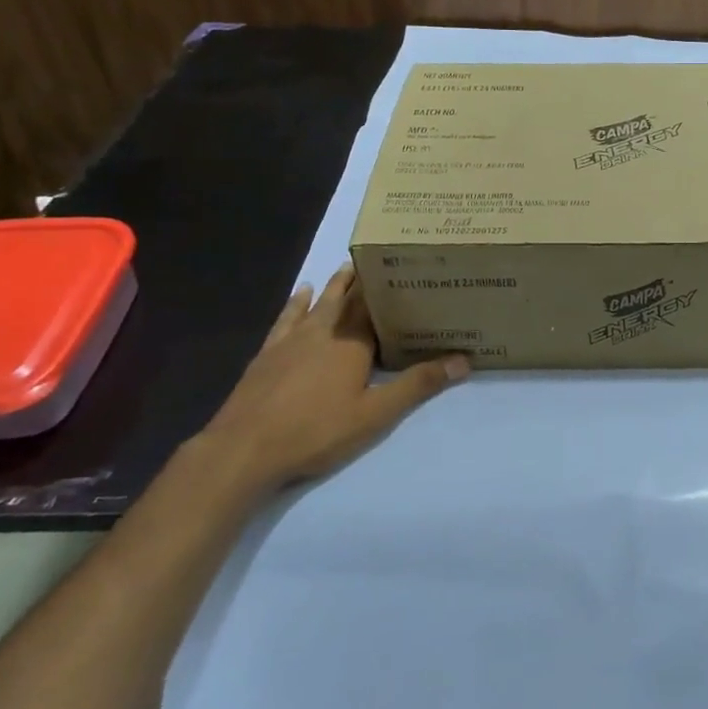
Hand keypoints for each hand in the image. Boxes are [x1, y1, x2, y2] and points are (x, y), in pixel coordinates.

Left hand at [195, 265, 466, 492]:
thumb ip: (418, 385)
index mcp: (352, 344)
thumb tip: (464, 360)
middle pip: (345, 299)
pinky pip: (286, 319)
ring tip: (345, 268)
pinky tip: (299, 294)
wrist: (243, 449)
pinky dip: (296, 304)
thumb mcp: (375, 414)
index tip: (403, 266)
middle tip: (377, 259)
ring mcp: (291, 341)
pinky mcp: (267, 354)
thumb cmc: (316, 431)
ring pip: (317, 303)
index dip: (387, 288)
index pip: (374, 307)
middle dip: (361, 280)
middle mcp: (323, 332)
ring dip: (333, 285)